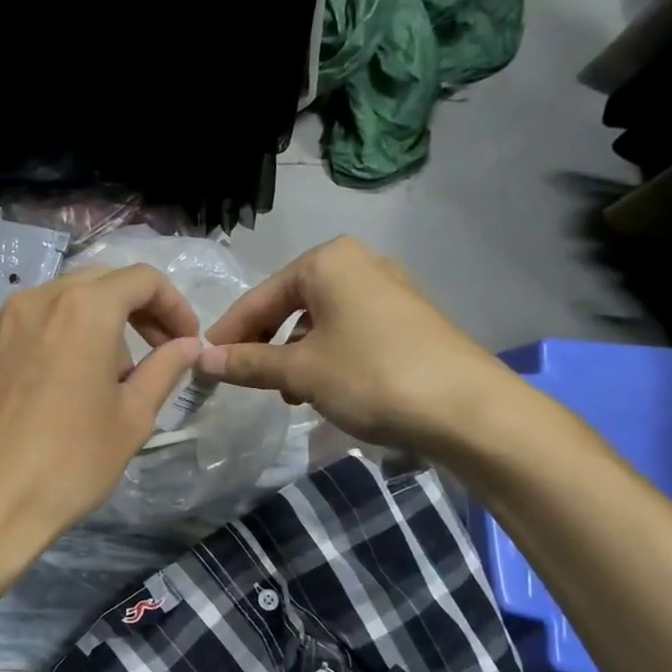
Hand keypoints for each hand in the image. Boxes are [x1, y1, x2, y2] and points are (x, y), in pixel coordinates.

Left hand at [0, 264, 202, 549]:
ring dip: (98, 322)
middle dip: (137, 309)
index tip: (184, 342)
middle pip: (101, 282)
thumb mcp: (132, 416)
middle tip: (156, 352)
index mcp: (83, 309)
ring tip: (108, 376)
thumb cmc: (71, 461)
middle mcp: (38, 299)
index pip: (142, 279)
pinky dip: (61, 335)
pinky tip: (65, 382)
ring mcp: (2, 320)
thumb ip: (165, 369)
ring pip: (64, 300)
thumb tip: (189, 345)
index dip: (174, 305)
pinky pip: (33, 323)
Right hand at [199, 235, 519, 452]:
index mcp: (328, 261)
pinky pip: (350, 330)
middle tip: (246, 378)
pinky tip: (326, 388)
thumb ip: (248, 363)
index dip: (229, 332)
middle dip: (265, 343)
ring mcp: (389, 289)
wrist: (468, 409)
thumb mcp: (300, 372)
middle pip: (290, 304)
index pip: (260, 297)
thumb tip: (202, 360)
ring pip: (321, 320)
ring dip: (296, 354)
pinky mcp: (409, 318)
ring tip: (288, 392)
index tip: (205, 362)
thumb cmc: (372, 376)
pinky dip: (328, 356)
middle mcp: (359, 263)